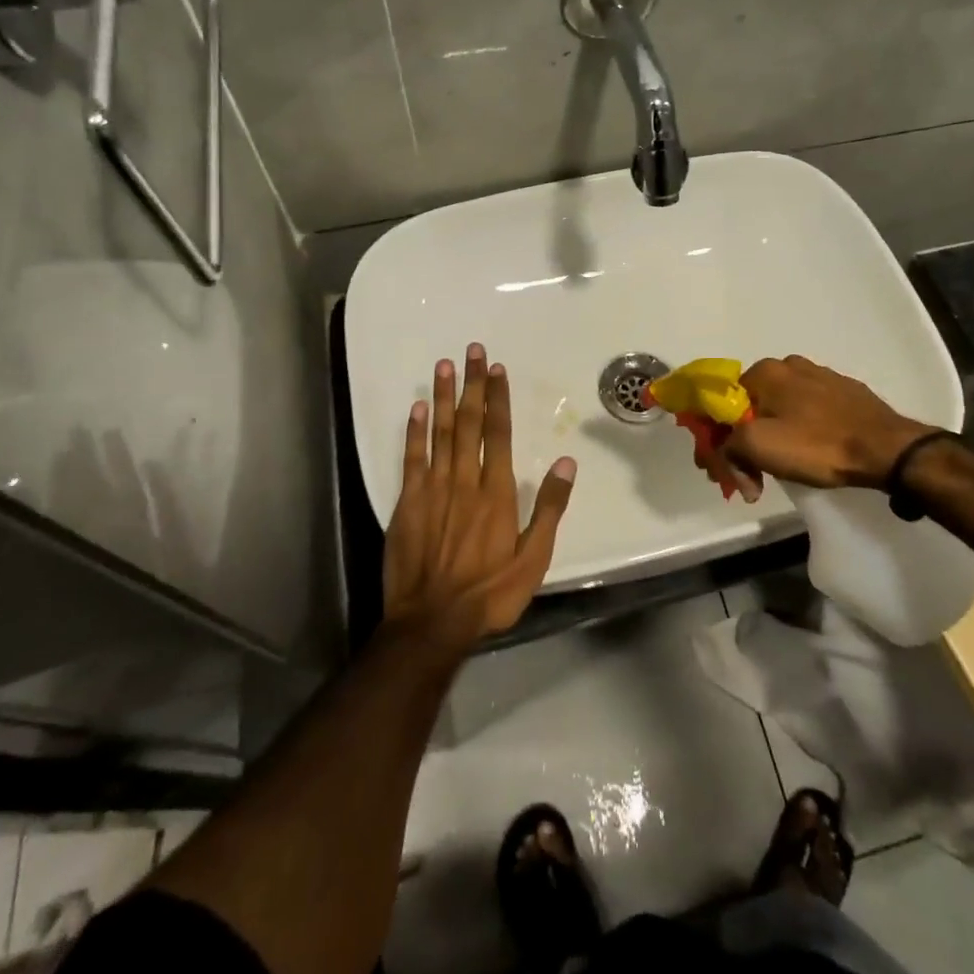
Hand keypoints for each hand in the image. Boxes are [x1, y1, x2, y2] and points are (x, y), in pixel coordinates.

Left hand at [383, 344, 576, 652]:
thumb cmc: (490, 593)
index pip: (498, 433)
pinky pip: (412, 459)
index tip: (496, 368)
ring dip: (444, 397)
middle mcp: (464, 481)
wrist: (432, 623)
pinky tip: (418, 408)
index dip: (497, 398)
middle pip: (469, 423)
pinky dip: (415, 432)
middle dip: (471, 385)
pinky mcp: (407, 504)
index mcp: (495, 492)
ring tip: (444, 366)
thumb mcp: (534, 558)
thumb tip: (566, 462)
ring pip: (440, 433)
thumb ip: (549, 508)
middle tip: (471, 350)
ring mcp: (433, 490)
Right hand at [723, 355, 933, 491]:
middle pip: (752, 406)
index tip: (722, 470)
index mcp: (765, 371)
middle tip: (749, 476)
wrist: (887, 449)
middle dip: (743, 440)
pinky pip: (809, 412)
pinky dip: (800, 432)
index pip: (723, 403)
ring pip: (781, 408)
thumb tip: (726, 453)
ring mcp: (822, 377)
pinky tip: (809, 454)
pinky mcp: (846, 393)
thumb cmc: (817, 445)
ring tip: (779, 470)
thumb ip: (727, 445)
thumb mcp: (758, 446)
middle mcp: (790, 365)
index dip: (715, 438)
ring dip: (772, 437)